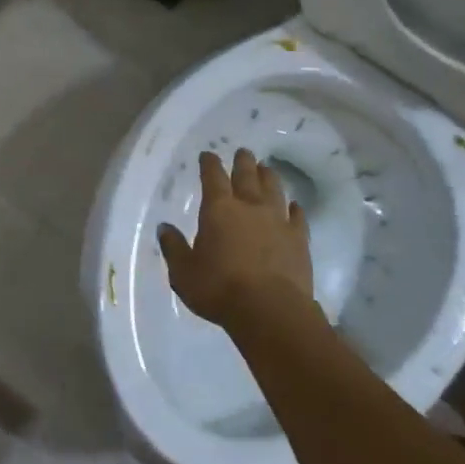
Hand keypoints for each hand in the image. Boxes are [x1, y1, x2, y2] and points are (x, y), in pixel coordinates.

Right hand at [157, 148, 312, 327]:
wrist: (270, 311)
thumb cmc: (219, 288)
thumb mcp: (184, 271)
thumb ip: (174, 247)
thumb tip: (164, 228)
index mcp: (218, 209)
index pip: (212, 177)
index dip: (209, 164)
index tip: (208, 155)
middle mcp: (249, 207)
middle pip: (247, 176)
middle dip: (243, 162)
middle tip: (243, 152)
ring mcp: (278, 222)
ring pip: (274, 190)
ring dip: (269, 177)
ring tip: (267, 169)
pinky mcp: (299, 241)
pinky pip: (298, 217)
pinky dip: (295, 209)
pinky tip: (295, 206)